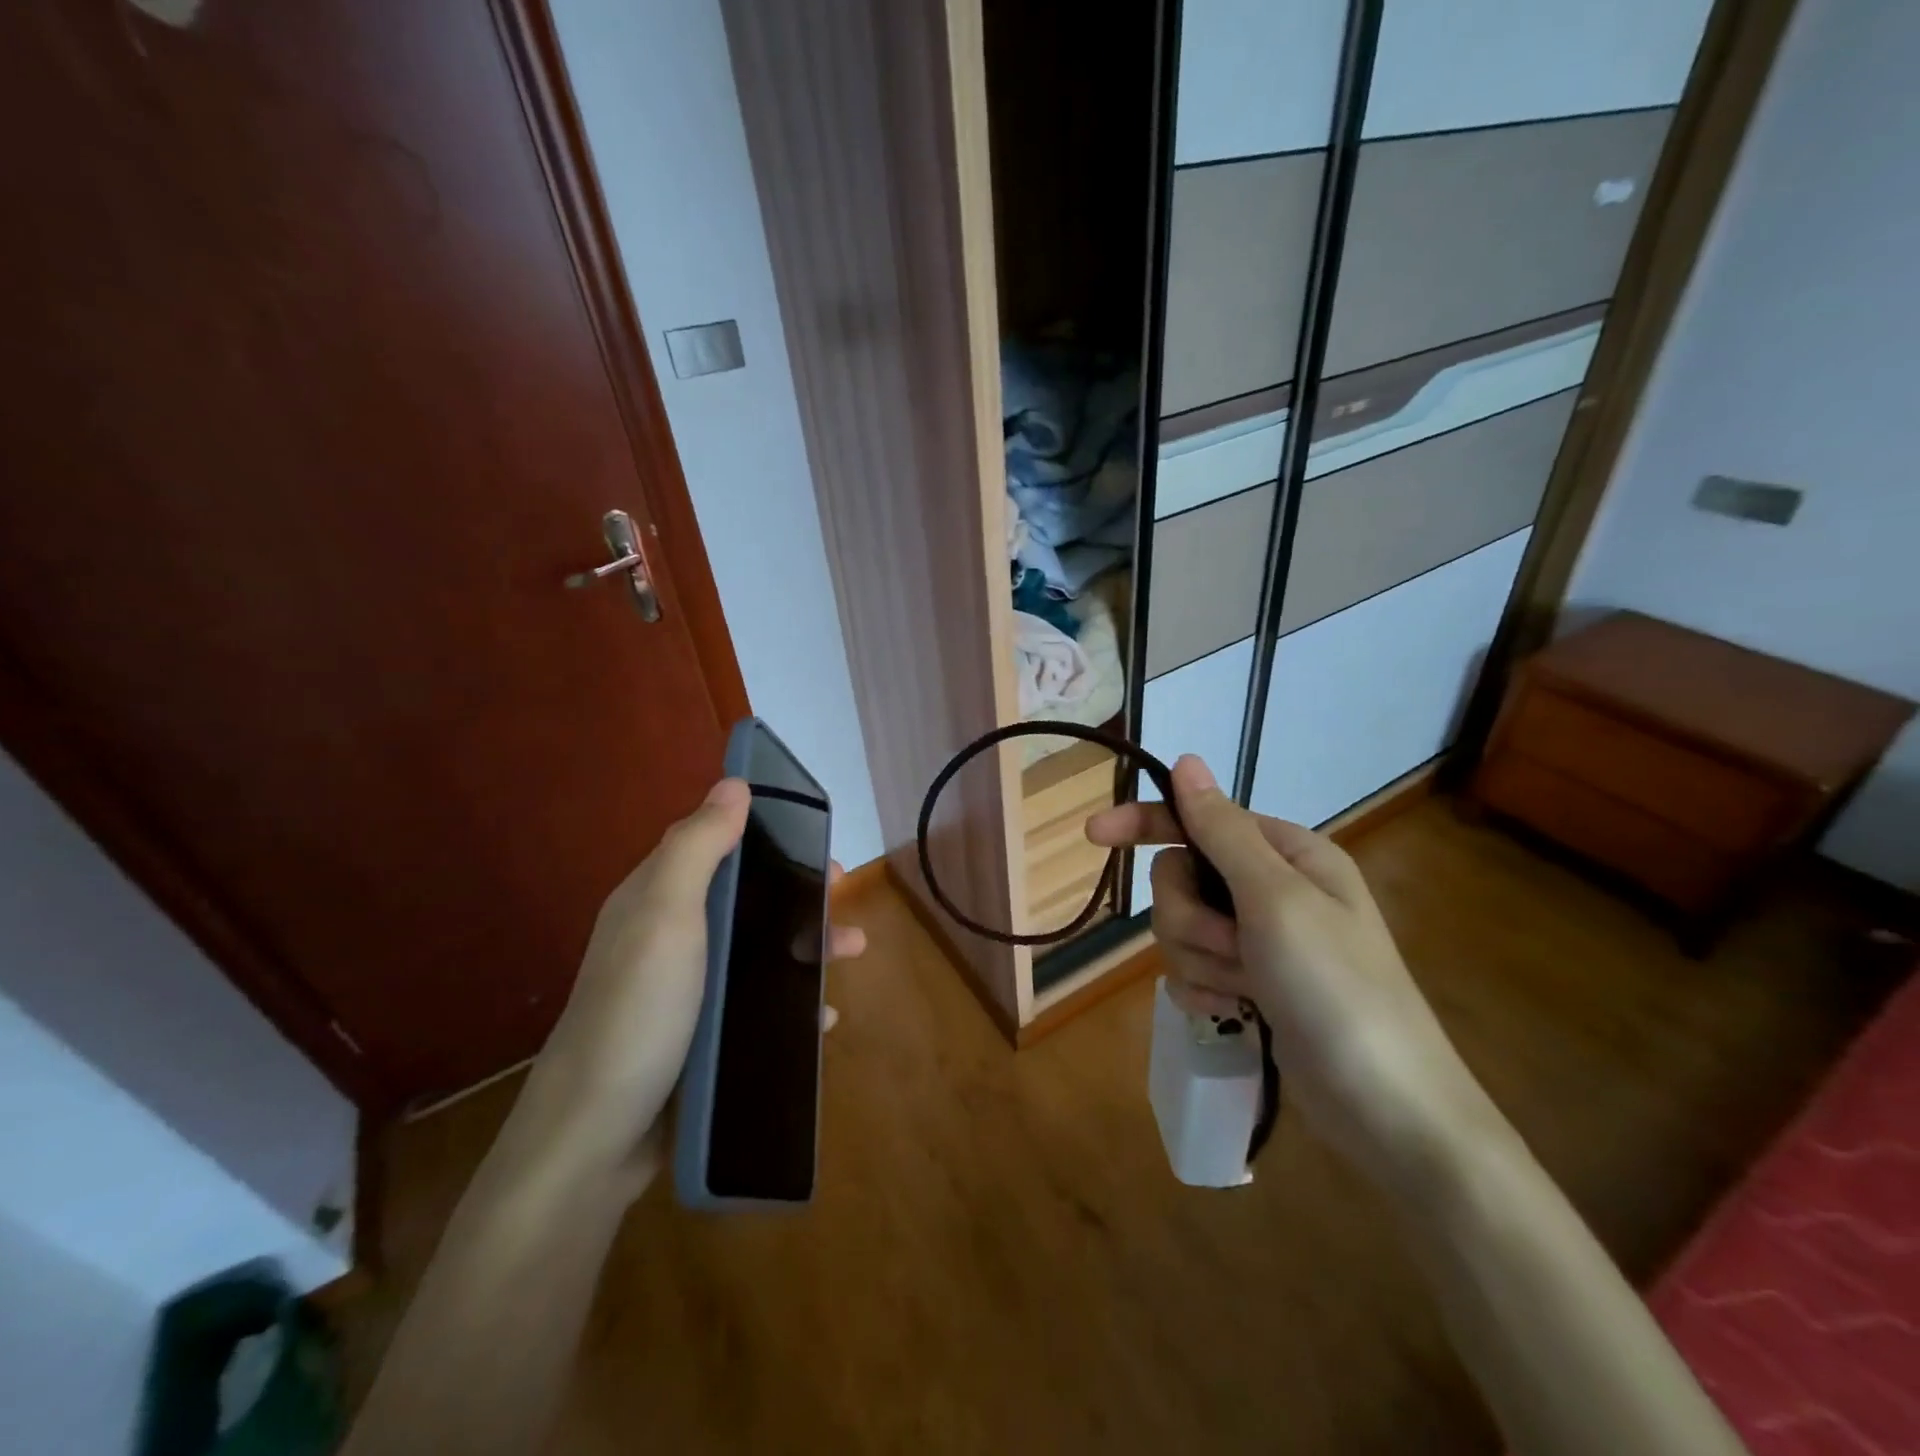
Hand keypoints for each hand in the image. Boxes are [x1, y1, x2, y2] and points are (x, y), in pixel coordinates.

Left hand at [509, 779, 866, 1190]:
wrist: (596, 1137)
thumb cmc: (638, 1011)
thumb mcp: (666, 916)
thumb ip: (699, 848)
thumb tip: (733, 782)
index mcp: (656, 900)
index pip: (709, 845)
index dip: (758, 831)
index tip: (811, 831)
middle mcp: (669, 939)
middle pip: (743, 898)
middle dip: (795, 890)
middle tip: (842, 890)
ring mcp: (686, 993)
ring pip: (758, 951)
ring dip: (806, 945)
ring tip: (852, 950)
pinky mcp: (701, 1040)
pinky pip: (758, 1005)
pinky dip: (792, 1002)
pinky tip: (824, 1016)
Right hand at [1086, 756, 1493, 1183]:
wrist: (1386, 1110)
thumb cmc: (1336, 989)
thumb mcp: (1276, 899)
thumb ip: (1222, 830)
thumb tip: (1186, 761)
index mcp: (1286, 853)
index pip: (1196, 820)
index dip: (1145, 823)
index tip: (1092, 833)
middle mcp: (1271, 888)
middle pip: (1180, 879)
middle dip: (1190, 918)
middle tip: (1231, 946)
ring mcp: (1260, 940)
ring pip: (1181, 928)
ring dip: (1202, 960)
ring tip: (1245, 989)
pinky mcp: (1250, 984)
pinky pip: (1192, 970)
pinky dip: (1206, 990)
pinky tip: (1238, 1011)